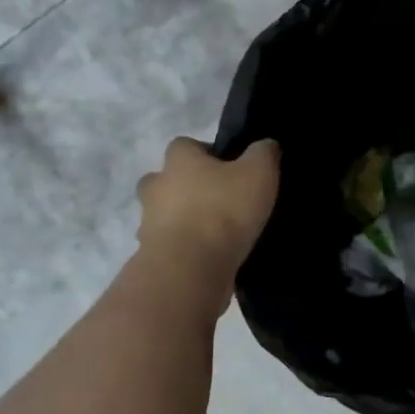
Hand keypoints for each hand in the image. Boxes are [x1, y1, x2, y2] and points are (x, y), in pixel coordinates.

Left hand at [134, 137, 279, 312]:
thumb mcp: (258, 173)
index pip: (185, 145)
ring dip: (184, 220)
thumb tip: (266, 144)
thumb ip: (264, 153)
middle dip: (187, 187)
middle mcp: (156, 186)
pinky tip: (209, 258)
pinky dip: (185, 249)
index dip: (207, 153)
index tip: (230, 169)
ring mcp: (148, 223)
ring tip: (217, 234)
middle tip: (218, 200)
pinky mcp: (151, 255)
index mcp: (178, 160)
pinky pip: (169, 246)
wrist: (190, 269)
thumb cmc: (224, 211)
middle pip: (167, 180)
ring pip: (165, 215)